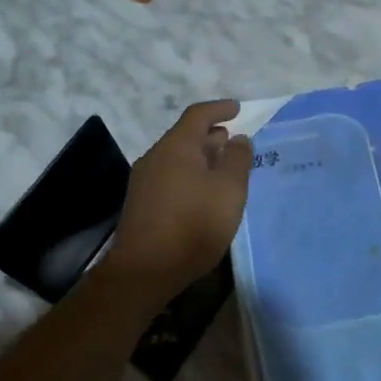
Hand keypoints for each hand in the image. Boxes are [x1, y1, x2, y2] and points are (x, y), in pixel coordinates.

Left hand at [104, 100, 252, 298]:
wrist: (144, 272)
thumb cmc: (193, 225)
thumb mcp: (228, 191)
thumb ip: (237, 160)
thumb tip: (238, 139)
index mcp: (176, 147)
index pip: (198, 115)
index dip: (220, 109)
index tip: (238, 108)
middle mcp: (156, 157)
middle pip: (185, 136)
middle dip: (211, 135)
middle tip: (234, 141)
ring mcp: (144, 181)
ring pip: (178, 158)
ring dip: (202, 157)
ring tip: (223, 167)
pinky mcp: (142, 204)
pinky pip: (171, 176)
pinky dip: (191, 174)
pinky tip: (204, 193)